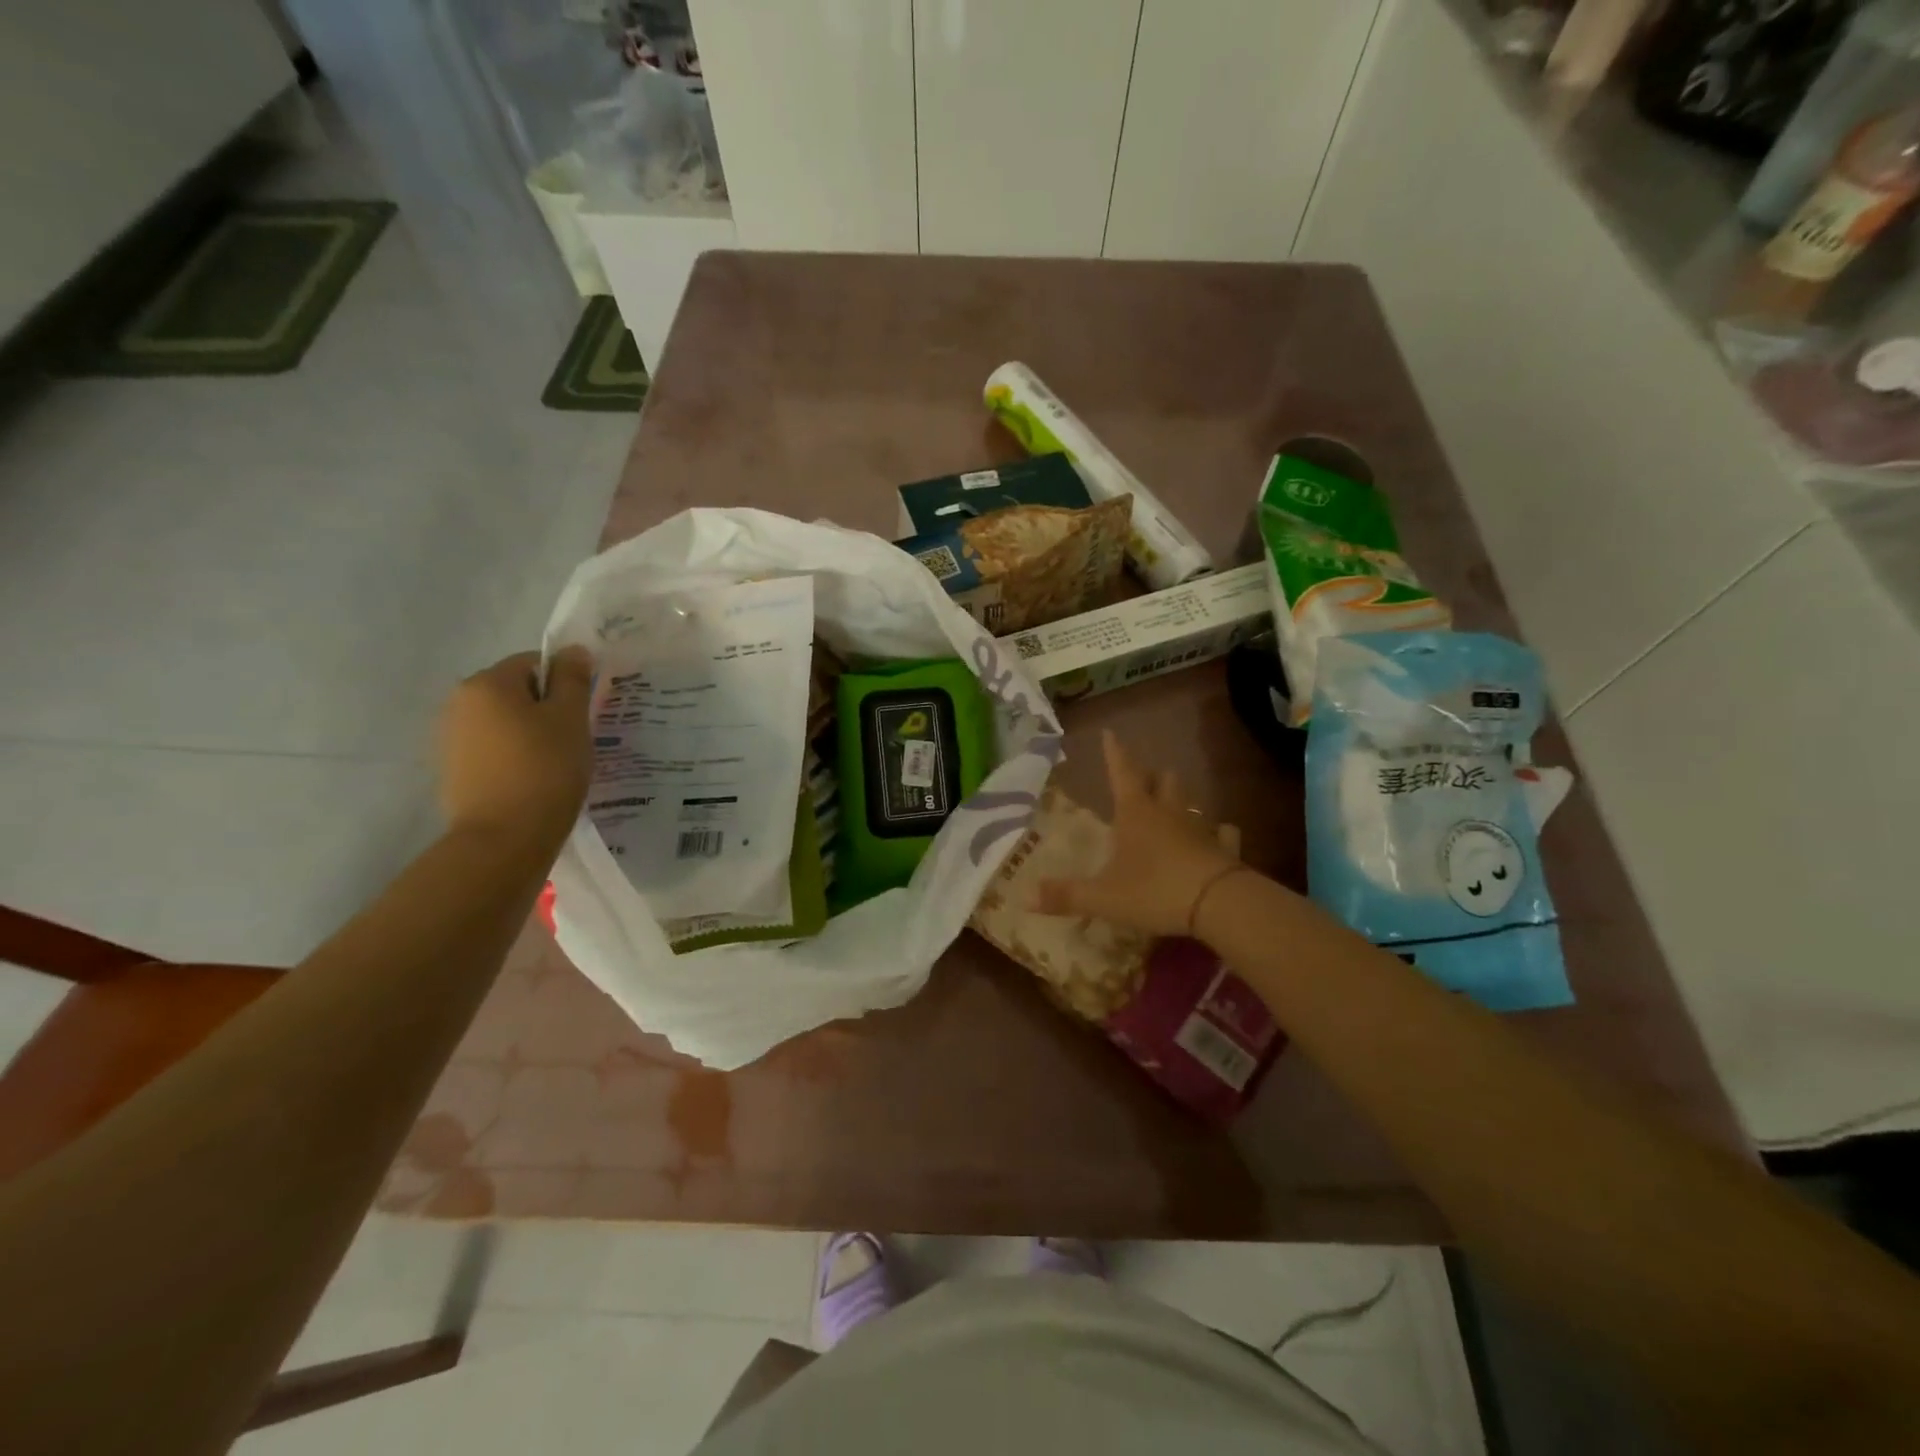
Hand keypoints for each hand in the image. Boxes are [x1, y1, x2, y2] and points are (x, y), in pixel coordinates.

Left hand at [438, 648, 593, 844]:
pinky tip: (534, 781)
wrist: (504, 838)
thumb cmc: (545, 769)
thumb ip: (572, 679)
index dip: (565, 682)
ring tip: (557, 763)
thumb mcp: (570, 718)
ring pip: (505, 722)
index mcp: (487, 683)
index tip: (583, 712)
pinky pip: (494, 749)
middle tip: (574, 738)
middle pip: (516, 691)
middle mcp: (459, 702)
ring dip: (531, 733)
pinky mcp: (454, 770)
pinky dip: (515, 757)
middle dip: (547, 708)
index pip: (534, 662)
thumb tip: (572, 650)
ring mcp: (451, 738)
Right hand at [1034, 731, 1244, 938]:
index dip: (1114, 753)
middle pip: (1163, 780)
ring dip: (1180, 801)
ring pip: (1190, 803)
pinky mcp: (1223, 849)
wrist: (1218, 903)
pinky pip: (1222, 834)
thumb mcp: (1104, 897)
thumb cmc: (1154, 890)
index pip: (1121, 773)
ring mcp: (1200, 828)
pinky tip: (1218, 837)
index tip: (1110, 733)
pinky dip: (1218, 833)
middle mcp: (1168, 813)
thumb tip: (1024, 897)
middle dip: (1153, 776)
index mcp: (1135, 813)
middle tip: (1145, 778)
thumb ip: (1066, 896)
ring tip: (1173, 807)